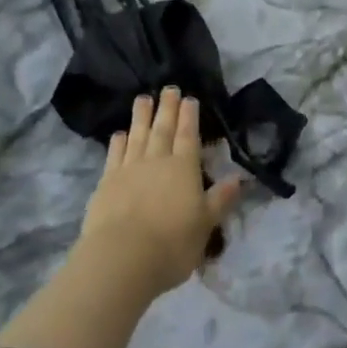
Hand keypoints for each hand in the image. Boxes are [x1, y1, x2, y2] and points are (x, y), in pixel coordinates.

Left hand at [78, 87, 240, 298]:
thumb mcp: (205, 225)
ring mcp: (129, 169)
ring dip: (141, 116)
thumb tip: (239, 179)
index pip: (187, 135)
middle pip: (163, 129)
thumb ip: (220, 199)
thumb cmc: (172, 244)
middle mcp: (157, 161)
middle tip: (168, 89)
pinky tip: (120, 133)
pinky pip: (115, 154)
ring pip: (138, 135)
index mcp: (184, 168)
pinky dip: (118, 141)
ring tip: (143, 99)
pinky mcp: (107, 182)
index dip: (189, 116)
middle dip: (167, 108)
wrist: (122, 258)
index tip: (189, 99)